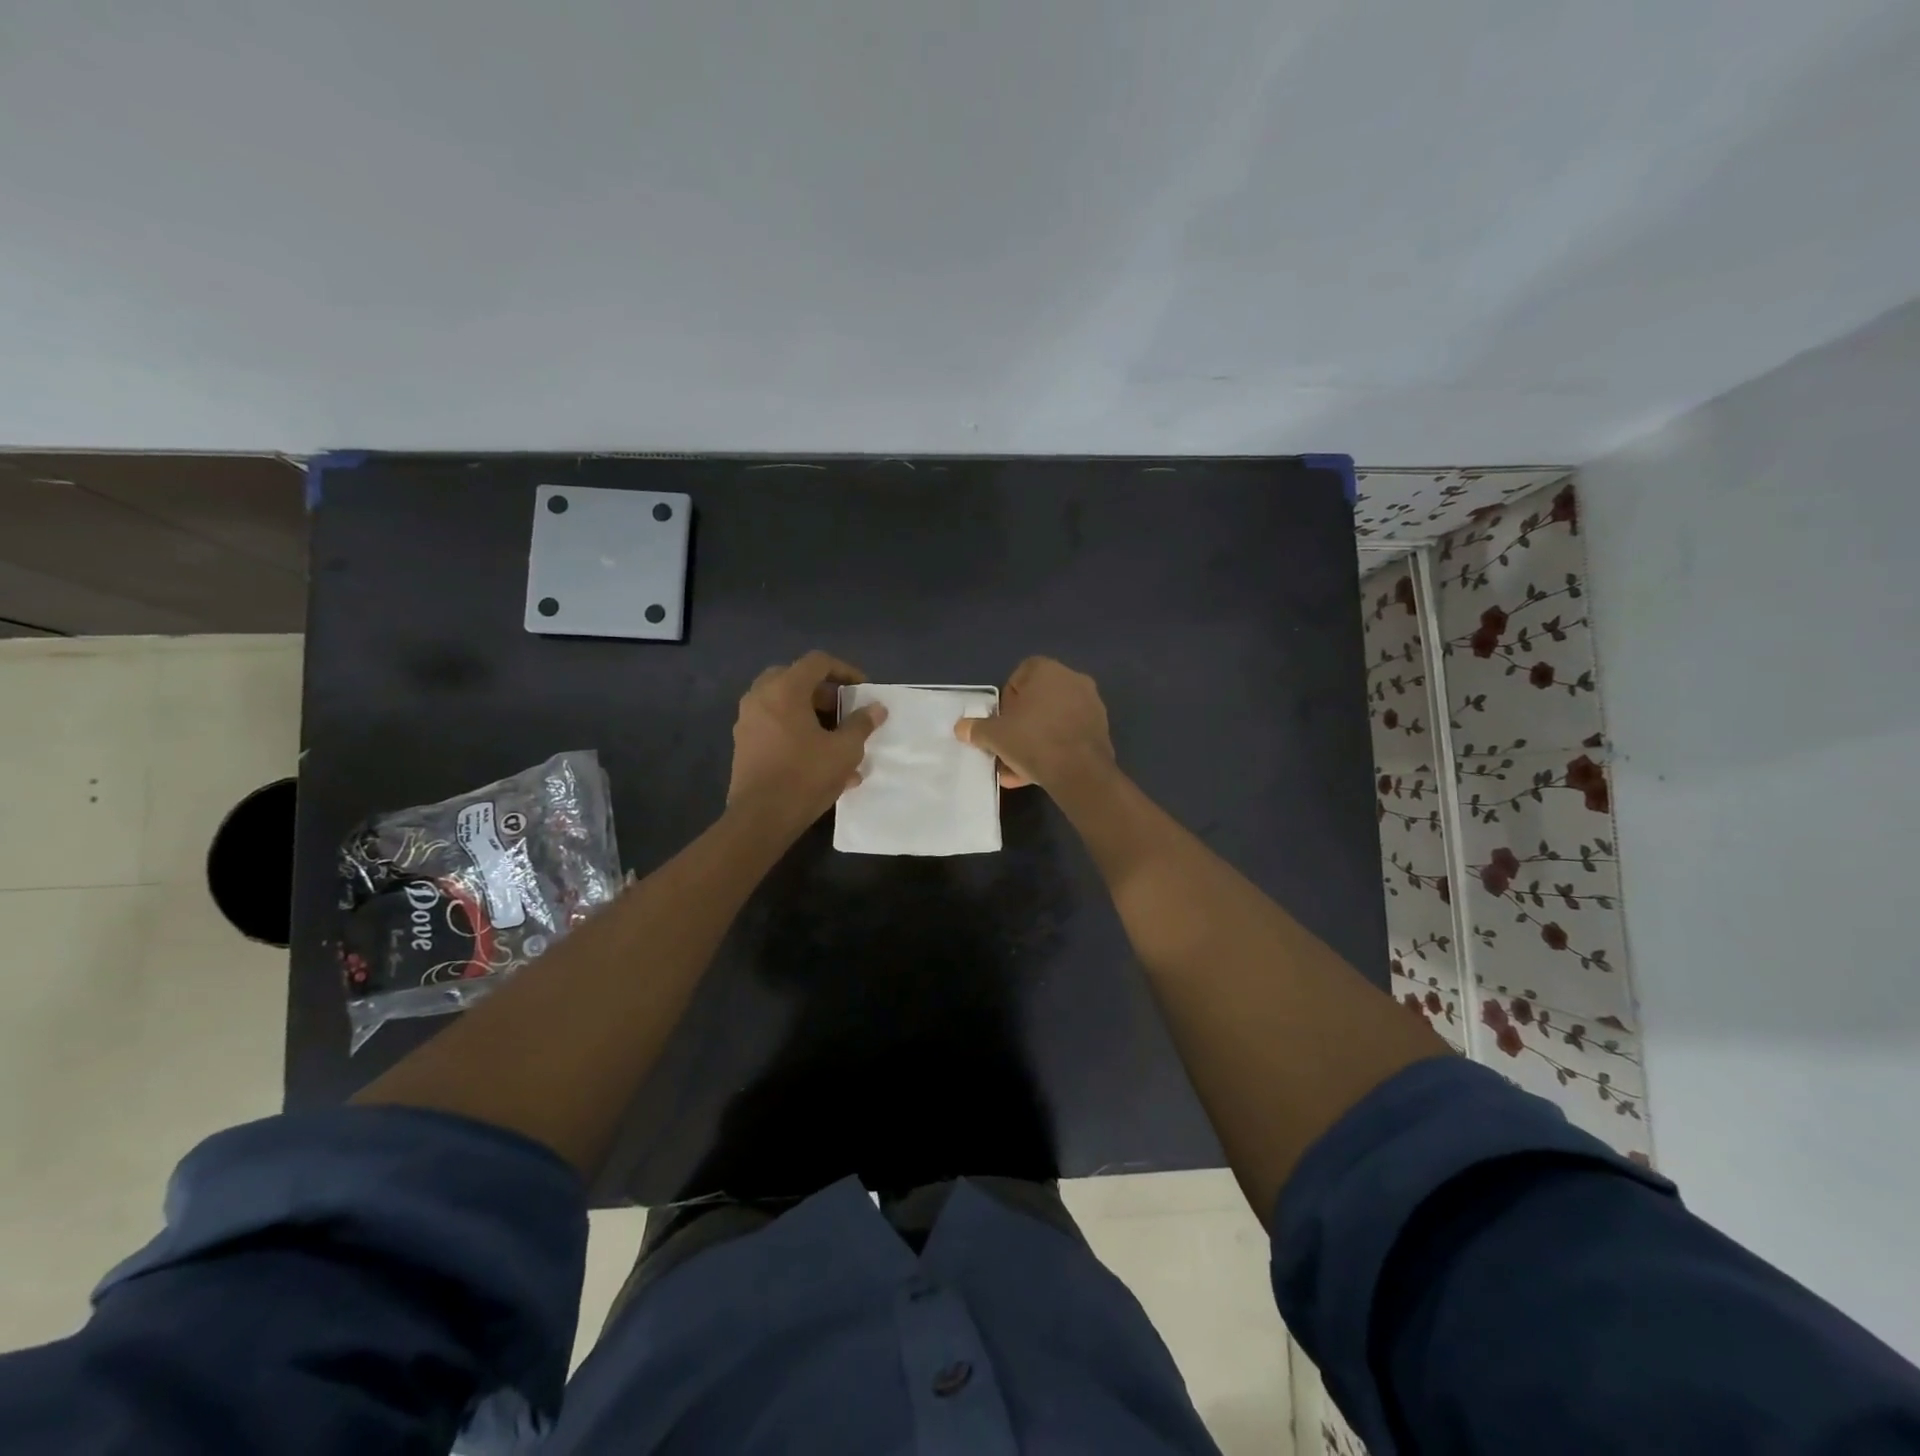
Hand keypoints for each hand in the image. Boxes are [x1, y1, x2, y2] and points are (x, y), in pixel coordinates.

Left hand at [728, 651, 886, 826]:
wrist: (760, 818)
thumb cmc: (805, 776)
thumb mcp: (844, 750)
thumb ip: (861, 724)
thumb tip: (876, 708)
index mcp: (784, 690)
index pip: (817, 662)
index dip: (845, 671)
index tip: (863, 690)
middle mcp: (760, 697)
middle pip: (795, 679)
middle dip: (824, 693)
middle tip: (844, 710)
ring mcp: (747, 721)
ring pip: (783, 704)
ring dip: (811, 715)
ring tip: (837, 741)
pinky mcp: (744, 744)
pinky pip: (774, 726)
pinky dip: (796, 732)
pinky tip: (820, 762)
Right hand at [954, 656, 1114, 790]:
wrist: (1079, 772)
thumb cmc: (1033, 741)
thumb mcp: (995, 735)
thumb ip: (976, 729)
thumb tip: (961, 728)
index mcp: (1048, 670)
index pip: (1019, 676)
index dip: (1006, 700)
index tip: (1001, 723)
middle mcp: (1073, 680)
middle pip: (1037, 700)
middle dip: (1020, 723)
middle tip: (1008, 744)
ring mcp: (1091, 705)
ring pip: (1053, 720)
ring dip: (1035, 739)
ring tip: (1019, 767)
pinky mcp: (1100, 729)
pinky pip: (1069, 735)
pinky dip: (1054, 749)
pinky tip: (1039, 773)